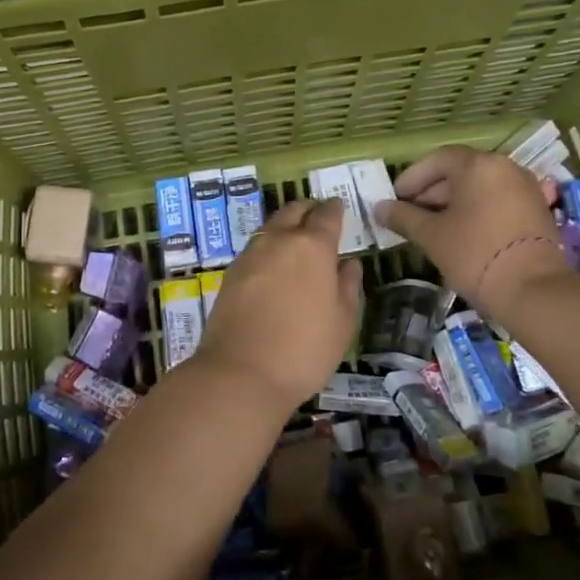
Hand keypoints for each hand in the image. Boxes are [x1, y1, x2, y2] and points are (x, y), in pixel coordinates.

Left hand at [196, 198, 362, 412]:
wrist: (242, 372)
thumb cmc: (305, 349)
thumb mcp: (343, 321)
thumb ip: (348, 286)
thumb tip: (348, 263)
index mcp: (312, 246)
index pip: (327, 214)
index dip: (335, 208)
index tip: (339, 207)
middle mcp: (279, 240)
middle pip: (294, 210)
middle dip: (308, 209)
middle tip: (317, 216)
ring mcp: (250, 255)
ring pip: (271, 227)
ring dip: (285, 226)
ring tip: (296, 242)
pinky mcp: (231, 273)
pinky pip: (255, 248)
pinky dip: (268, 248)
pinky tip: (274, 266)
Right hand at [373, 145, 568, 314]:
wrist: (534, 291)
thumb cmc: (475, 254)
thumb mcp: (432, 236)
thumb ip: (403, 217)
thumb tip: (379, 208)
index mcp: (478, 165)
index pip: (437, 160)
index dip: (412, 178)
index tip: (395, 198)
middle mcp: (505, 167)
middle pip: (460, 170)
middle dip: (432, 190)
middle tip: (410, 213)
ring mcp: (526, 188)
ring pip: (480, 187)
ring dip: (454, 202)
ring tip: (433, 226)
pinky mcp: (537, 210)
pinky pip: (498, 200)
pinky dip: (477, 210)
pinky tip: (462, 233)